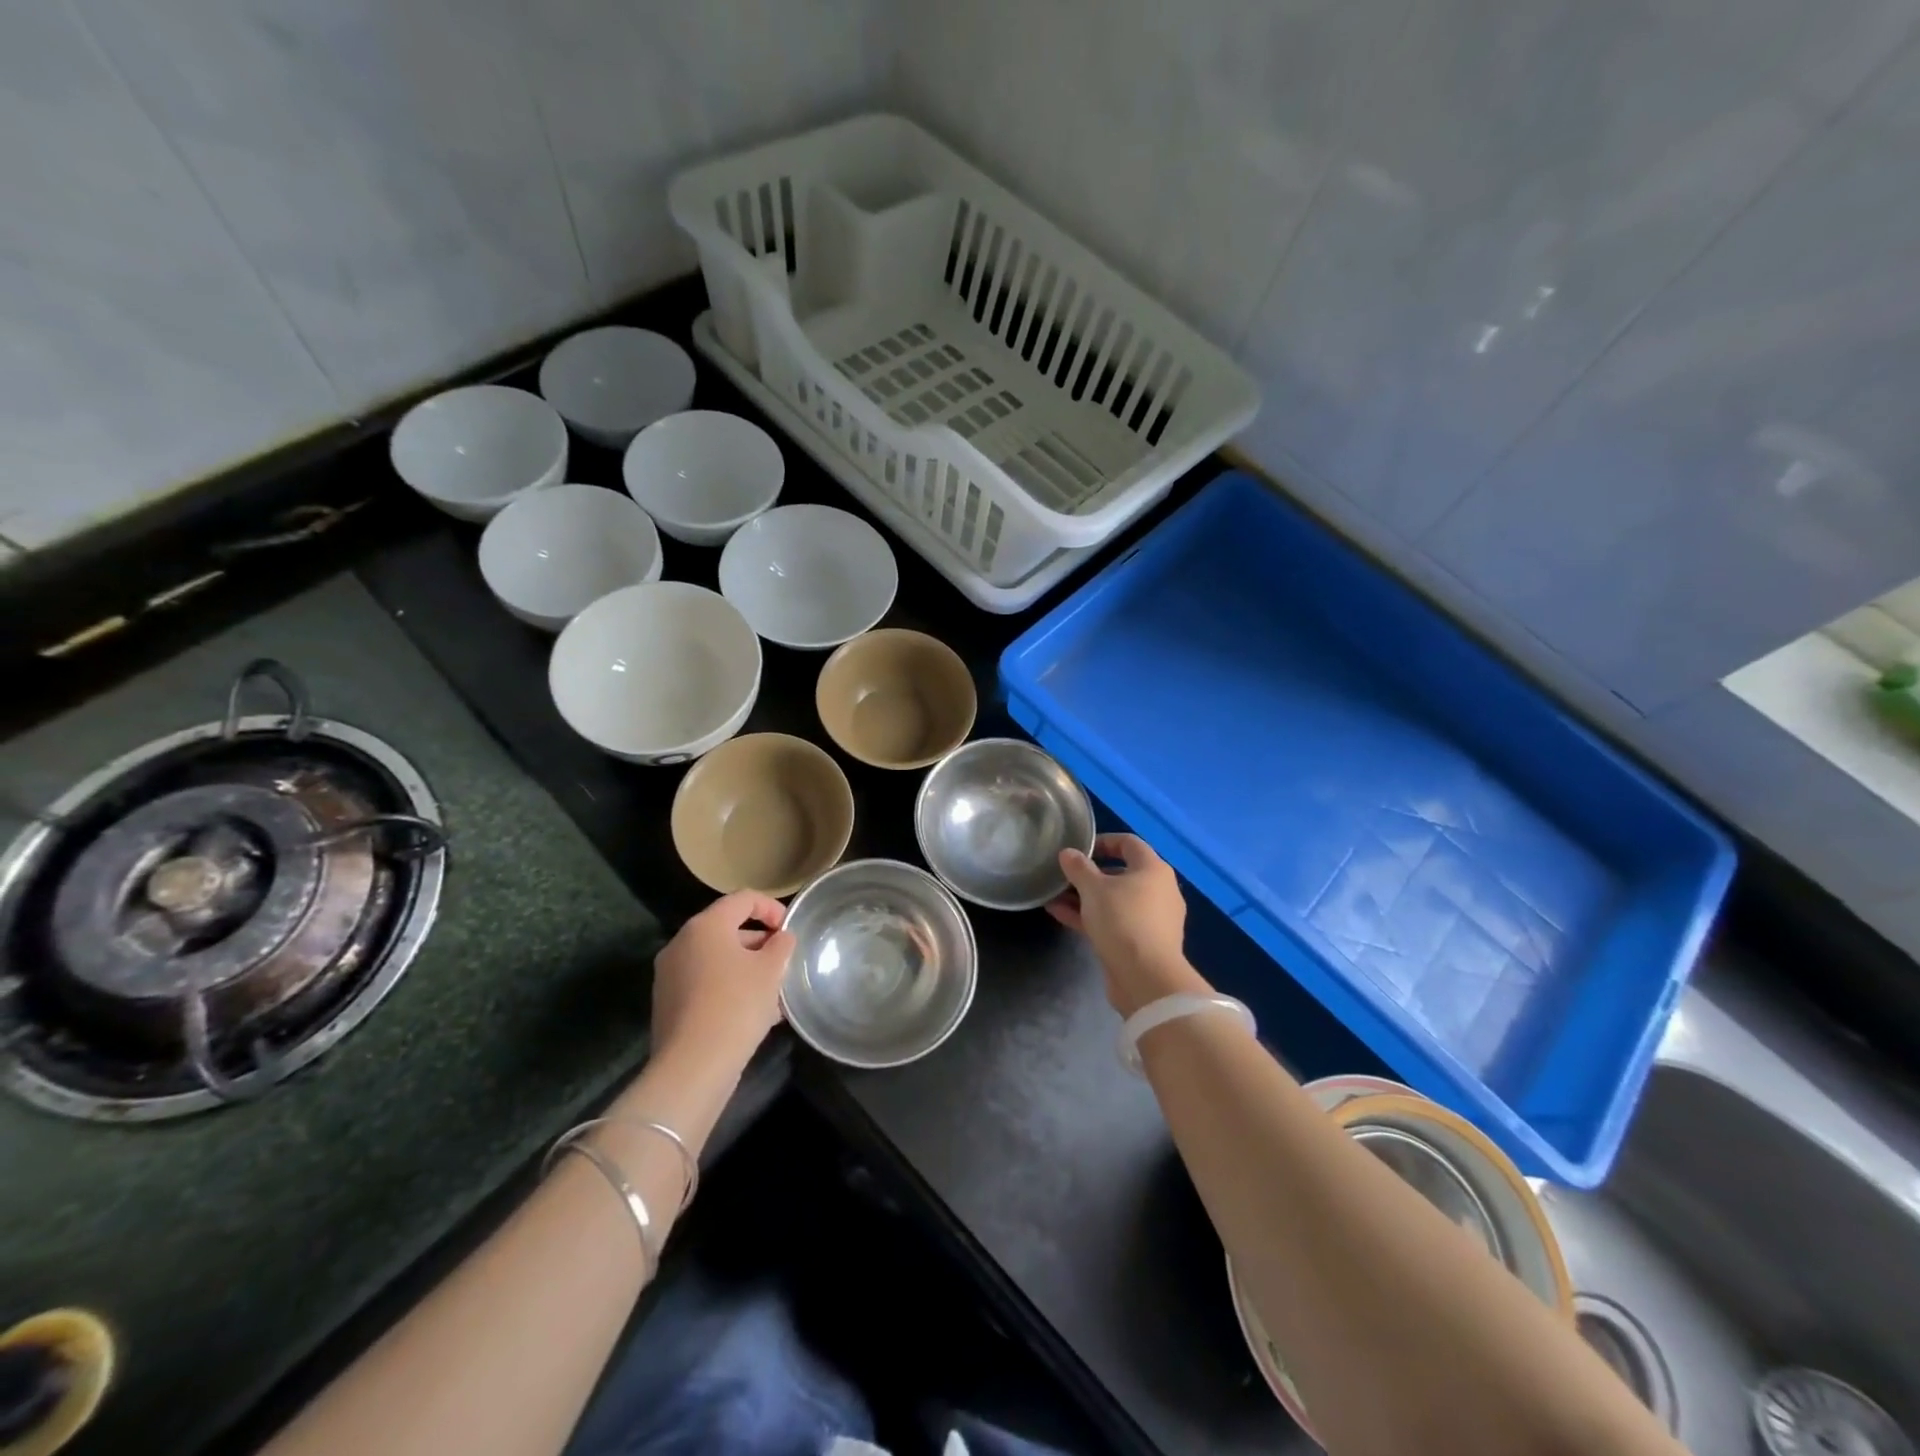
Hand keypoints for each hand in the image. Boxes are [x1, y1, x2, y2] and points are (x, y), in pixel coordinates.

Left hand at [651, 891, 795, 1069]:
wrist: (693, 1067)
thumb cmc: (737, 1005)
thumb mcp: (771, 970)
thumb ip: (781, 946)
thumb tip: (781, 938)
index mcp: (705, 926)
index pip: (743, 898)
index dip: (772, 908)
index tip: (790, 930)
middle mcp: (682, 943)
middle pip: (728, 929)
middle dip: (760, 943)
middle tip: (784, 962)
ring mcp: (670, 974)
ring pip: (718, 960)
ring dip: (747, 968)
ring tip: (775, 992)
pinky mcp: (668, 1004)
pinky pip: (706, 983)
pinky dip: (730, 988)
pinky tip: (755, 1013)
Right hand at [1049, 834, 1208, 1016]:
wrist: (1146, 978)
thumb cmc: (1122, 920)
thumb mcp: (1093, 889)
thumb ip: (1079, 868)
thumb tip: (1068, 853)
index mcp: (1153, 869)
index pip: (1129, 843)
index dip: (1103, 841)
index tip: (1078, 849)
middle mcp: (1158, 890)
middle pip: (1121, 873)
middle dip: (1089, 874)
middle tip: (1064, 875)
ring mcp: (1152, 919)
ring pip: (1115, 900)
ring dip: (1085, 897)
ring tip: (1054, 896)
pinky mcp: (1142, 943)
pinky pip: (1114, 922)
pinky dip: (1091, 917)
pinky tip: (1060, 915)